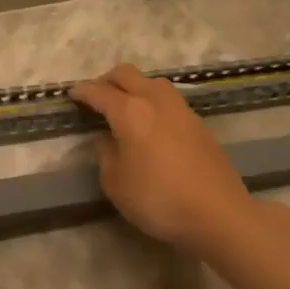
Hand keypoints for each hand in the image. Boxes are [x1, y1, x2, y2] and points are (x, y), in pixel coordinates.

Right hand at [69, 63, 253, 253]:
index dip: (82, 92)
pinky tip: (150, 124)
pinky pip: (168, 100)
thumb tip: (107, 139)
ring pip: (151, 82)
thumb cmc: (158, 199)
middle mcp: (155, 100)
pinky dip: (152, 102)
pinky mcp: (198, 123)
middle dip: (107, 81)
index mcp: (130, 111)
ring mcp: (181, 109)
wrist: (218, 213)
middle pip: (127, 74)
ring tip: (124, 109)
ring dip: (133, 88)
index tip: (71, 95)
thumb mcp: (116, 183)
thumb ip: (105, 154)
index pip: (99, 92)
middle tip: (96, 98)